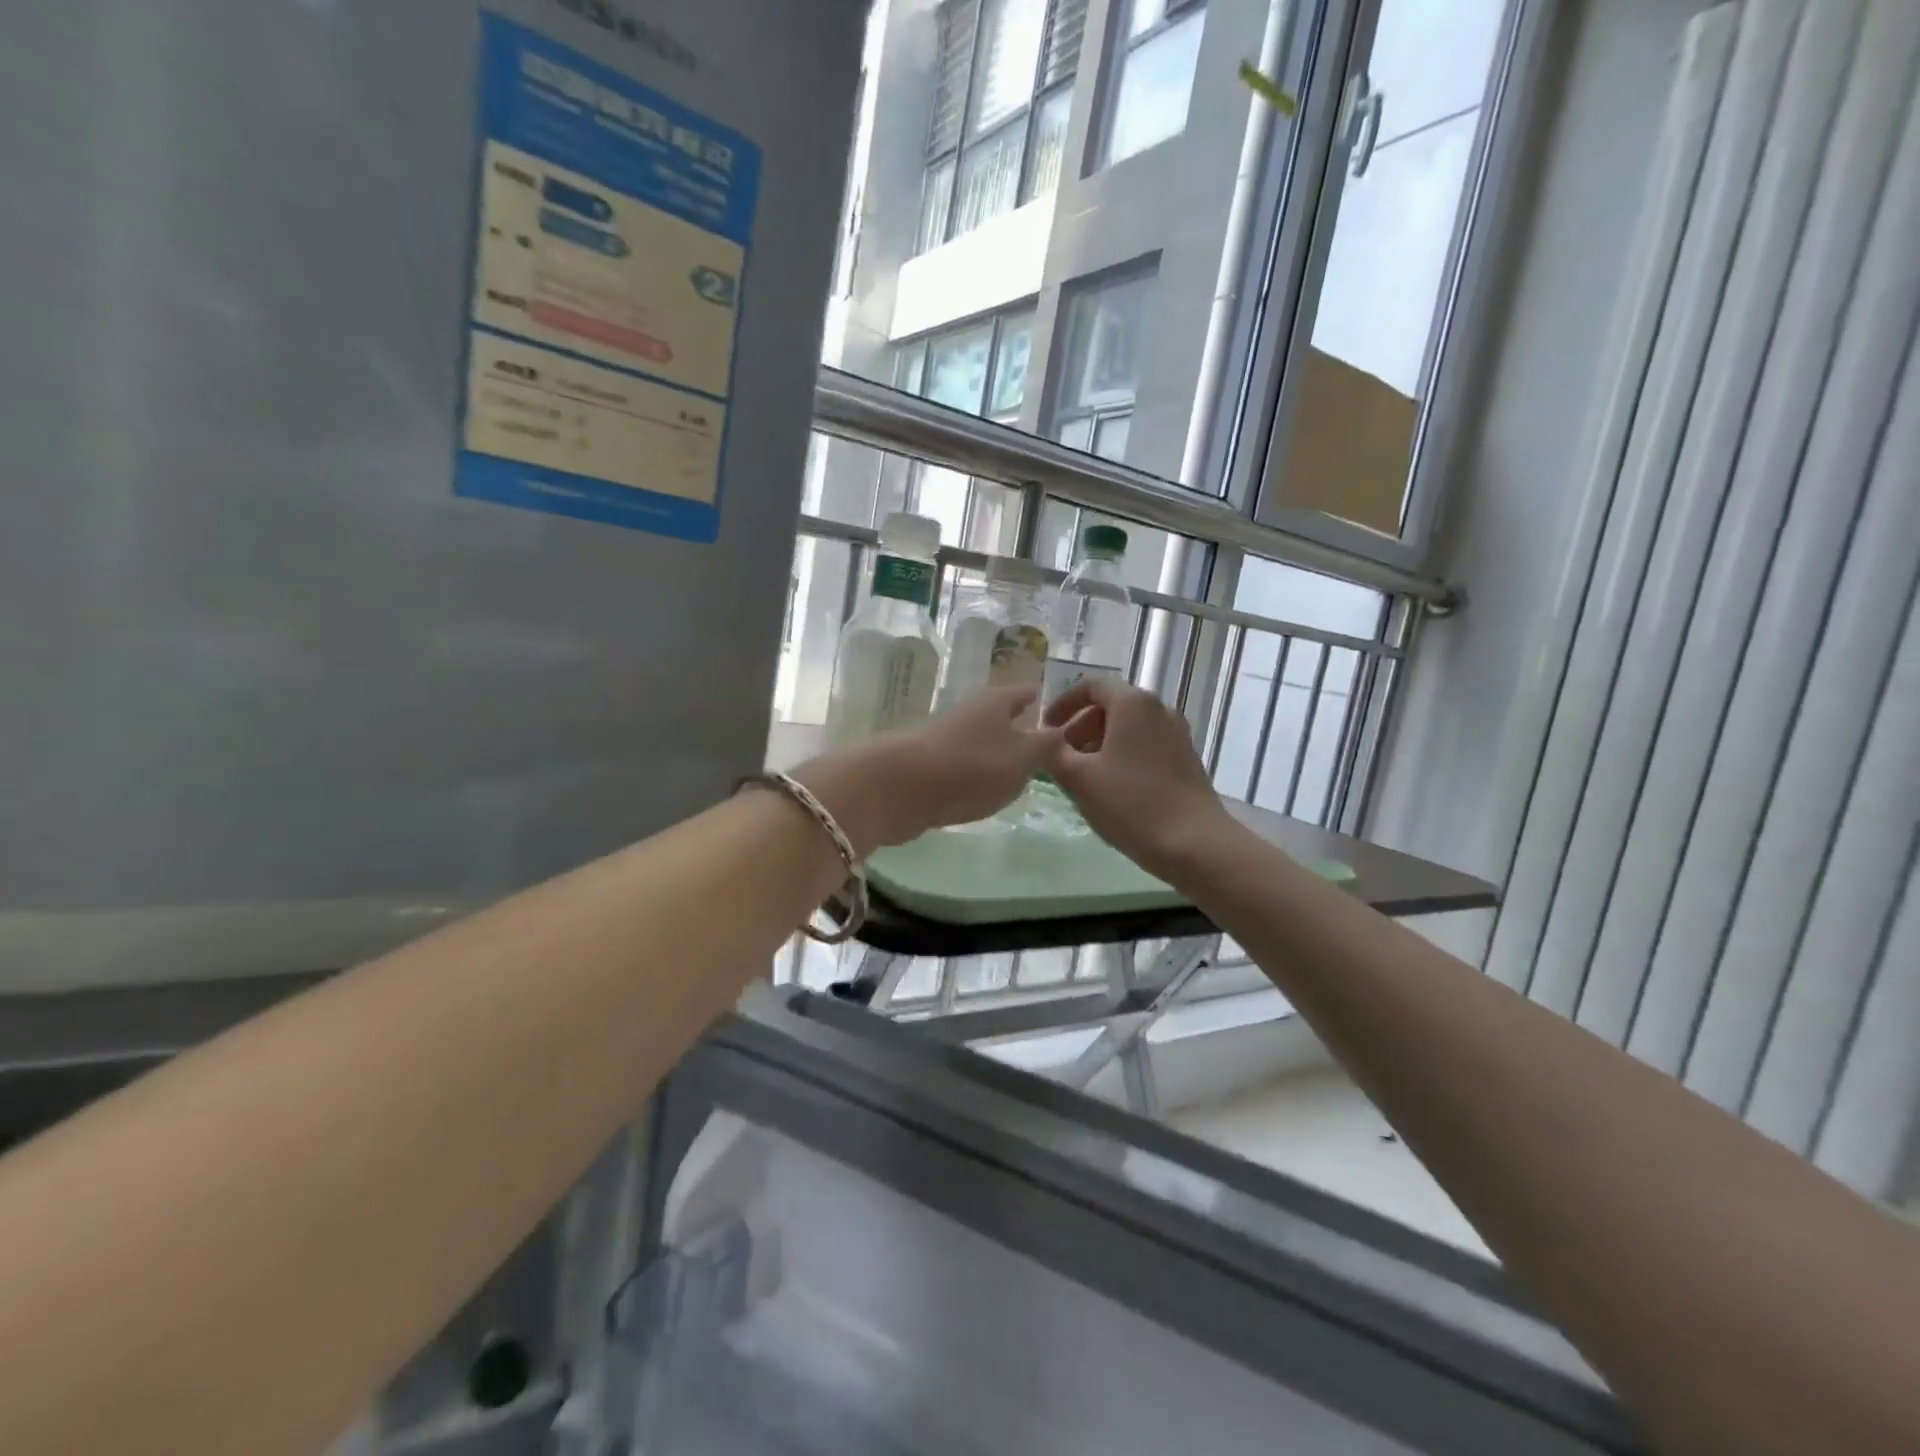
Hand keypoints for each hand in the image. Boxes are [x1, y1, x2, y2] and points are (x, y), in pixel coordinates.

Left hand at [795, 688, 1060, 853]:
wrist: (900, 788)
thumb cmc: (971, 767)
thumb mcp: (1022, 759)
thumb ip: (1046, 747)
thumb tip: (1061, 733)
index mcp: (997, 702)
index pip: (1027, 693)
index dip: (1046, 701)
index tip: (1066, 714)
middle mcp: (971, 714)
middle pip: (1003, 717)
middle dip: (1022, 729)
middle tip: (1048, 749)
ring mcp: (947, 740)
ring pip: (982, 743)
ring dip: (999, 755)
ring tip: (1022, 774)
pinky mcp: (930, 767)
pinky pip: (964, 768)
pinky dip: (977, 776)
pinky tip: (985, 794)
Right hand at [1042, 678, 1233, 880]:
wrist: (1194, 843)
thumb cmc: (1130, 803)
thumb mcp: (1078, 778)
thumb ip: (1052, 753)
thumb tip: (1042, 742)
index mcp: (1132, 703)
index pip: (1091, 686)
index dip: (1063, 703)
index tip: (1046, 729)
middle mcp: (1159, 709)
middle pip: (1111, 706)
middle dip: (1080, 727)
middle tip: (1060, 757)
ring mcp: (1177, 734)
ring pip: (1129, 728)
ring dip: (1100, 744)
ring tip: (1082, 775)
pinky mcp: (1186, 759)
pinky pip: (1146, 745)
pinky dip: (1122, 755)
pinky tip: (1111, 788)